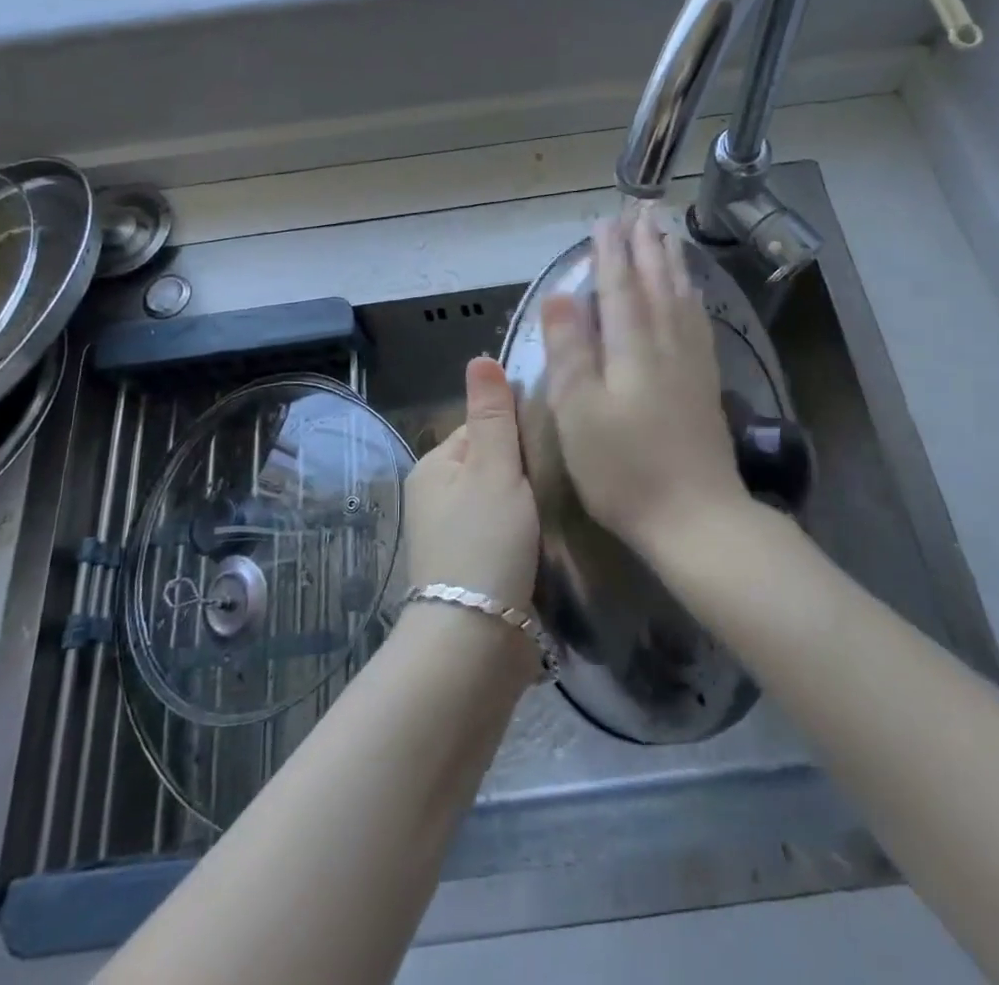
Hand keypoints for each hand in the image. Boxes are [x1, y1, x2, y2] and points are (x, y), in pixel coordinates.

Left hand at [403, 357, 539, 608]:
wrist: (477, 641)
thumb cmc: (485, 543)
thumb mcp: (494, 469)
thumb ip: (492, 415)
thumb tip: (479, 357)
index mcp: (434, 467)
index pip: (482, 427)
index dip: (518, 431)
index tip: (551, 444)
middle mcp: (437, 498)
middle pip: (494, 464)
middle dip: (526, 469)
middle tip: (563, 477)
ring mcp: (454, 537)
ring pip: (503, 501)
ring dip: (530, 503)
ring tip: (564, 506)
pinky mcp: (474, 569)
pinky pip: (506, 534)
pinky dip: (527, 533)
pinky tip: (552, 538)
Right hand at [540, 215, 747, 553]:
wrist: (695, 518)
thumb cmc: (623, 470)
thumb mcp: (579, 413)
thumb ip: (570, 350)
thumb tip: (560, 295)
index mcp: (632, 348)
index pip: (619, 287)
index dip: (610, 253)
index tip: (606, 221)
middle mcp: (666, 344)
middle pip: (655, 283)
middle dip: (646, 245)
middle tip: (642, 209)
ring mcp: (691, 363)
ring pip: (681, 298)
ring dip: (671, 263)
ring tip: (668, 234)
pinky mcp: (704, 384)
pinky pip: (698, 323)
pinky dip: (692, 297)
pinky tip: (692, 293)